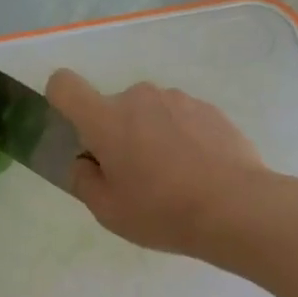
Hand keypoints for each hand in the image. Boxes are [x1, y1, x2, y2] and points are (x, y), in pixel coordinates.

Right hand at [46, 70, 266, 257]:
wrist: (237, 207)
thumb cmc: (162, 211)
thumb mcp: (108, 211)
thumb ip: (84, 181)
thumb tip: (84, 162)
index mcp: (106, 119)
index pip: (64, 85)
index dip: (60, 101)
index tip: (77, 133)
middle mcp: (139, 97)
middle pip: (112, 108)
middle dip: (116, 135)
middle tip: (134, 178)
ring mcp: (178, 99)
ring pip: (149, 113)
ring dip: (150, 135)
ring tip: (173, 178)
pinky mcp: (209, 109)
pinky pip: (180, 119)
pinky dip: (181, 138)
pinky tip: (199, 172)